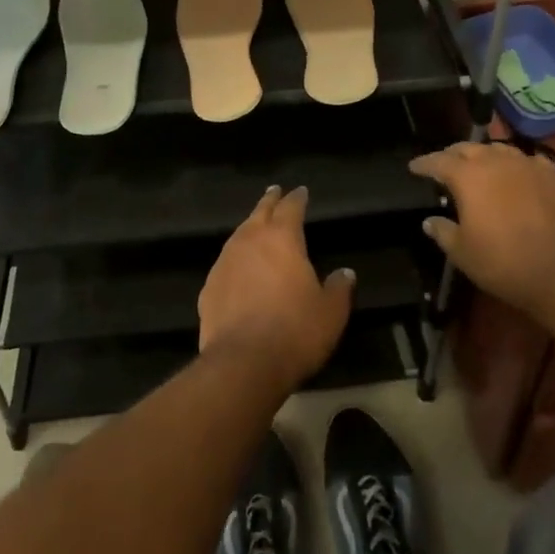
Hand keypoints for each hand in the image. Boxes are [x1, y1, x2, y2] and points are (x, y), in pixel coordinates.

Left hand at [199, 185, 354, 392]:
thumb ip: (338, 288)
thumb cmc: (295, 331)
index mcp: (282, 238)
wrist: (243, 362)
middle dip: (270, 201)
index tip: (301, 191)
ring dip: (250, 227)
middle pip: (259, 212)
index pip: (291, 208)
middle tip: (274, 191)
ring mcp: (225, 262)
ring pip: (238, 234)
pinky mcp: (209, 287)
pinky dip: (235, 259)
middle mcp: (249, 241)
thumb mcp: (330, 312)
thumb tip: (345, 273)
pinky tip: (238, 268)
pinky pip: (225, 263)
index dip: (297, 198)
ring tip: (256, 225)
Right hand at [409, 141, 554, 324]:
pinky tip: (518, 176)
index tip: (414, 167)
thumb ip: (443, 232)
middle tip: (445, 166)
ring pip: (500, 150)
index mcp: (469, 176)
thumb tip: (430, 220)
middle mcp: (497, 161)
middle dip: (453, 155)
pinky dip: (517, 165)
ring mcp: (529, 165)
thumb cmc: (506, 264)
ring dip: (485, 156)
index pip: (438, 161)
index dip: (423, 164)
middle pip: (469, 148)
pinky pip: (529, 161)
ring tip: (481, 168)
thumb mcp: (463, 254)